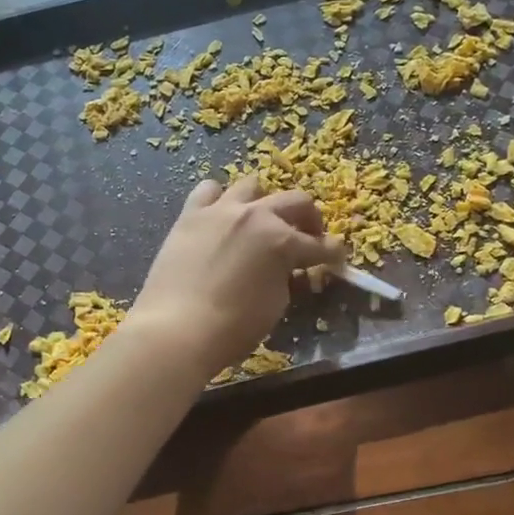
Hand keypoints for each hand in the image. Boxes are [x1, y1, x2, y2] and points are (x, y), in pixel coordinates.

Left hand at [132, 175, 345, 376]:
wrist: (176, 329)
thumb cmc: (232, 328)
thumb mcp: (274, 306)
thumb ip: (286, 279)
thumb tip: (287, 271)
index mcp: (283, 241)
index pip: (321, 245)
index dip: (333, 254)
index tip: (337, 258)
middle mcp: (256, 215)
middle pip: (296, 202)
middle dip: (309, 219)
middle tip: (308, 236)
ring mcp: (221, 210)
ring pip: (252, 185)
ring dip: (264, 201)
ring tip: (261, 220)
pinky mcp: (190, 215)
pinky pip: (209, 190)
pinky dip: (220, 199)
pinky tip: (220, 215)